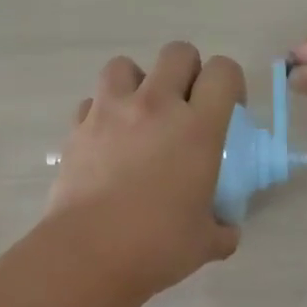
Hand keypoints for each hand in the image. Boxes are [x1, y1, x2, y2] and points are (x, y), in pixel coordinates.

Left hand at [48, 43, 244, 299]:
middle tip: (186, 107)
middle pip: (177, 52)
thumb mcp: (206, 242)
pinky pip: (91, 102)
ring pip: (125, 65)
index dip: (230, 84)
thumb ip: (223, 228)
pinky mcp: (77, 128)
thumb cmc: (157, 245)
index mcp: (198, 127)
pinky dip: (101, 113)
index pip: (223, 71)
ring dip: (138, 82)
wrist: (89, 254)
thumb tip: (226, 229)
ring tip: (140, 115)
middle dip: (187, 72)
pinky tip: (106, 141)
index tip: (227, 110)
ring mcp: (110, 112)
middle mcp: (156, 106)